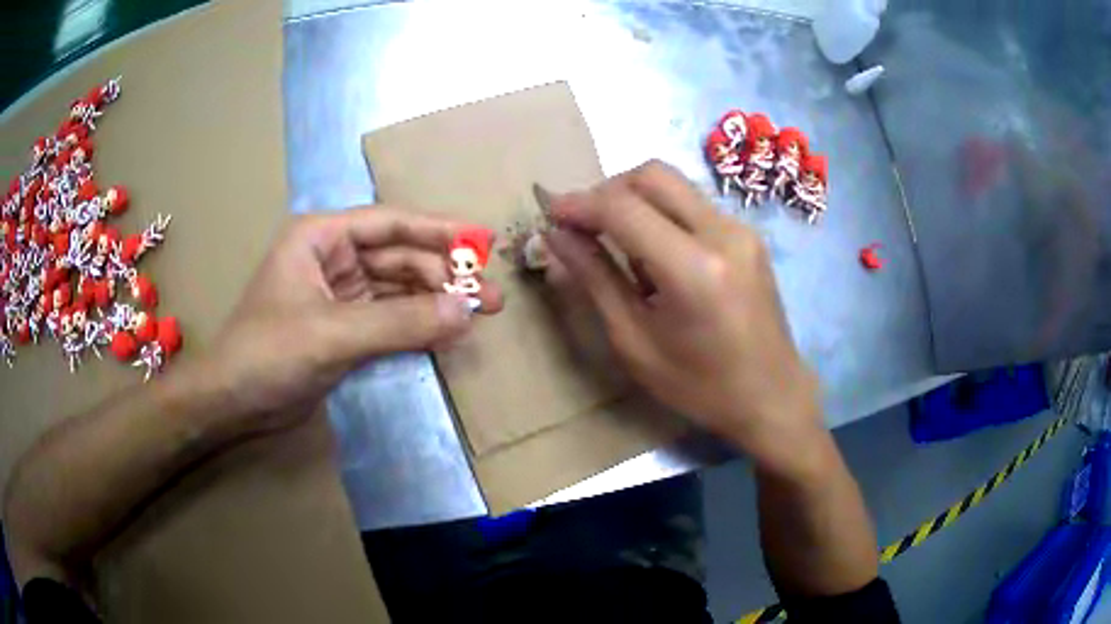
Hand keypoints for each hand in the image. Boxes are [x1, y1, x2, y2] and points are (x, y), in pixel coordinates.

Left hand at [200, 207, 503, 432]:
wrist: (233, 403)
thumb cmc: (268, 353)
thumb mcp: (333, 334)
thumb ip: (400, 322)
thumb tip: (466, 312)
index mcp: (321, 237)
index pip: (390, 223)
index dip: (439, 230)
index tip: (483, 241)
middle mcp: (332, 257)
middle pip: (400, 258)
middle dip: (443, 277)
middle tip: (489, 300)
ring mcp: (339, 294)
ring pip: (398, 289)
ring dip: (434, 302)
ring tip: (476, 317)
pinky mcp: (344, 327)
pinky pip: (390, 318)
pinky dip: (416, 325)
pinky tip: (445, 333)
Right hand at [542, 161, 820, 465]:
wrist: (772, 396)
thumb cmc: (701, 386)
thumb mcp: (636, 342)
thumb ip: (595, 280)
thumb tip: (555, 236)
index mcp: (694, 269)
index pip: (624, 207)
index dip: (579, 204)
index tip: (550, 216)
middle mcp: (723, 233)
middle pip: (652, 175)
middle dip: (607, 190)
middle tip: (583, 226)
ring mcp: (741, 229)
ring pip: (674, 185)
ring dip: (634, 201)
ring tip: (616, 244)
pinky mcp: (748, 234)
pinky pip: (692, 204)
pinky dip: (661, 214)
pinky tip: (654, 255)